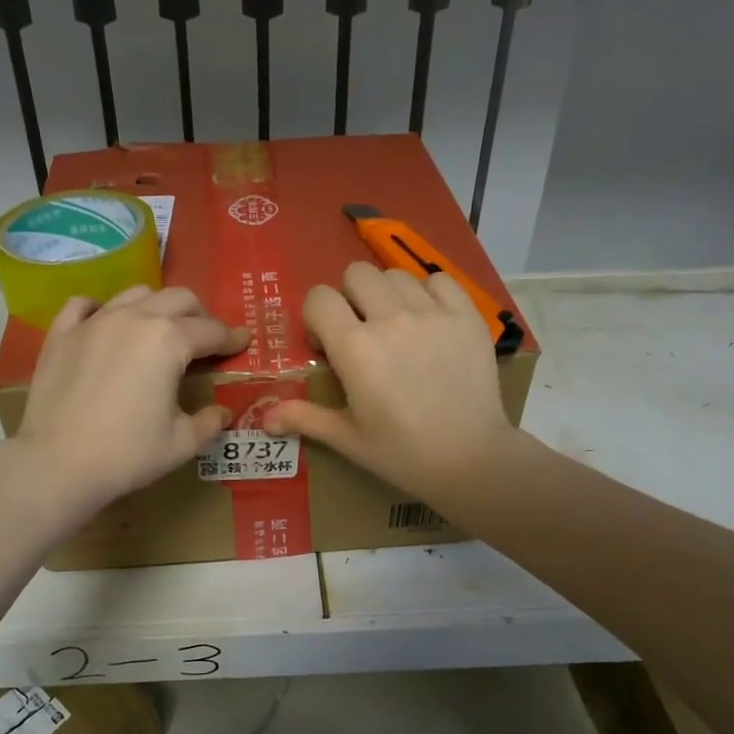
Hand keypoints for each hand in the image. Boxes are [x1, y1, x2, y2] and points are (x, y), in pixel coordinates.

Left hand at [9, 286, 247, 510]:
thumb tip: (222, 412)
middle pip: (178, 298)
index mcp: (169, 340)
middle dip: (199, 315)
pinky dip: (101, 309)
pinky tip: (105, 324)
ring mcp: (94, 322)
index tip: (243, 342)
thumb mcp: (181, 443)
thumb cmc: (127, 454)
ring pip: (135, 294)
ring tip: (160, 330)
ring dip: (156, 307)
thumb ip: (208, 422)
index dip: (232, 338)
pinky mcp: (61, 334)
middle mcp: (134, 318)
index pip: (211, 331)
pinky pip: (84, 305)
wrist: (57, 464)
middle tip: (205, 339)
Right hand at [266, 262, 517, 497]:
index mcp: (354, 348)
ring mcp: (432, 314)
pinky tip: (430, 321)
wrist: (470, 459)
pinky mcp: (466, 316)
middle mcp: (390, 319)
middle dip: (350, 297)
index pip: (318, 297)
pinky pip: (440, 280)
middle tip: (361, 330)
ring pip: (396, 275)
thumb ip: (304, 418)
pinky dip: (429, 293)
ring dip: (388, 295)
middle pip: (356, 274)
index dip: (317, 317)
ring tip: (398, 327)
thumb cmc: (401, 453)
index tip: (328, 344)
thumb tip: (263, 419)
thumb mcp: (348, 438)